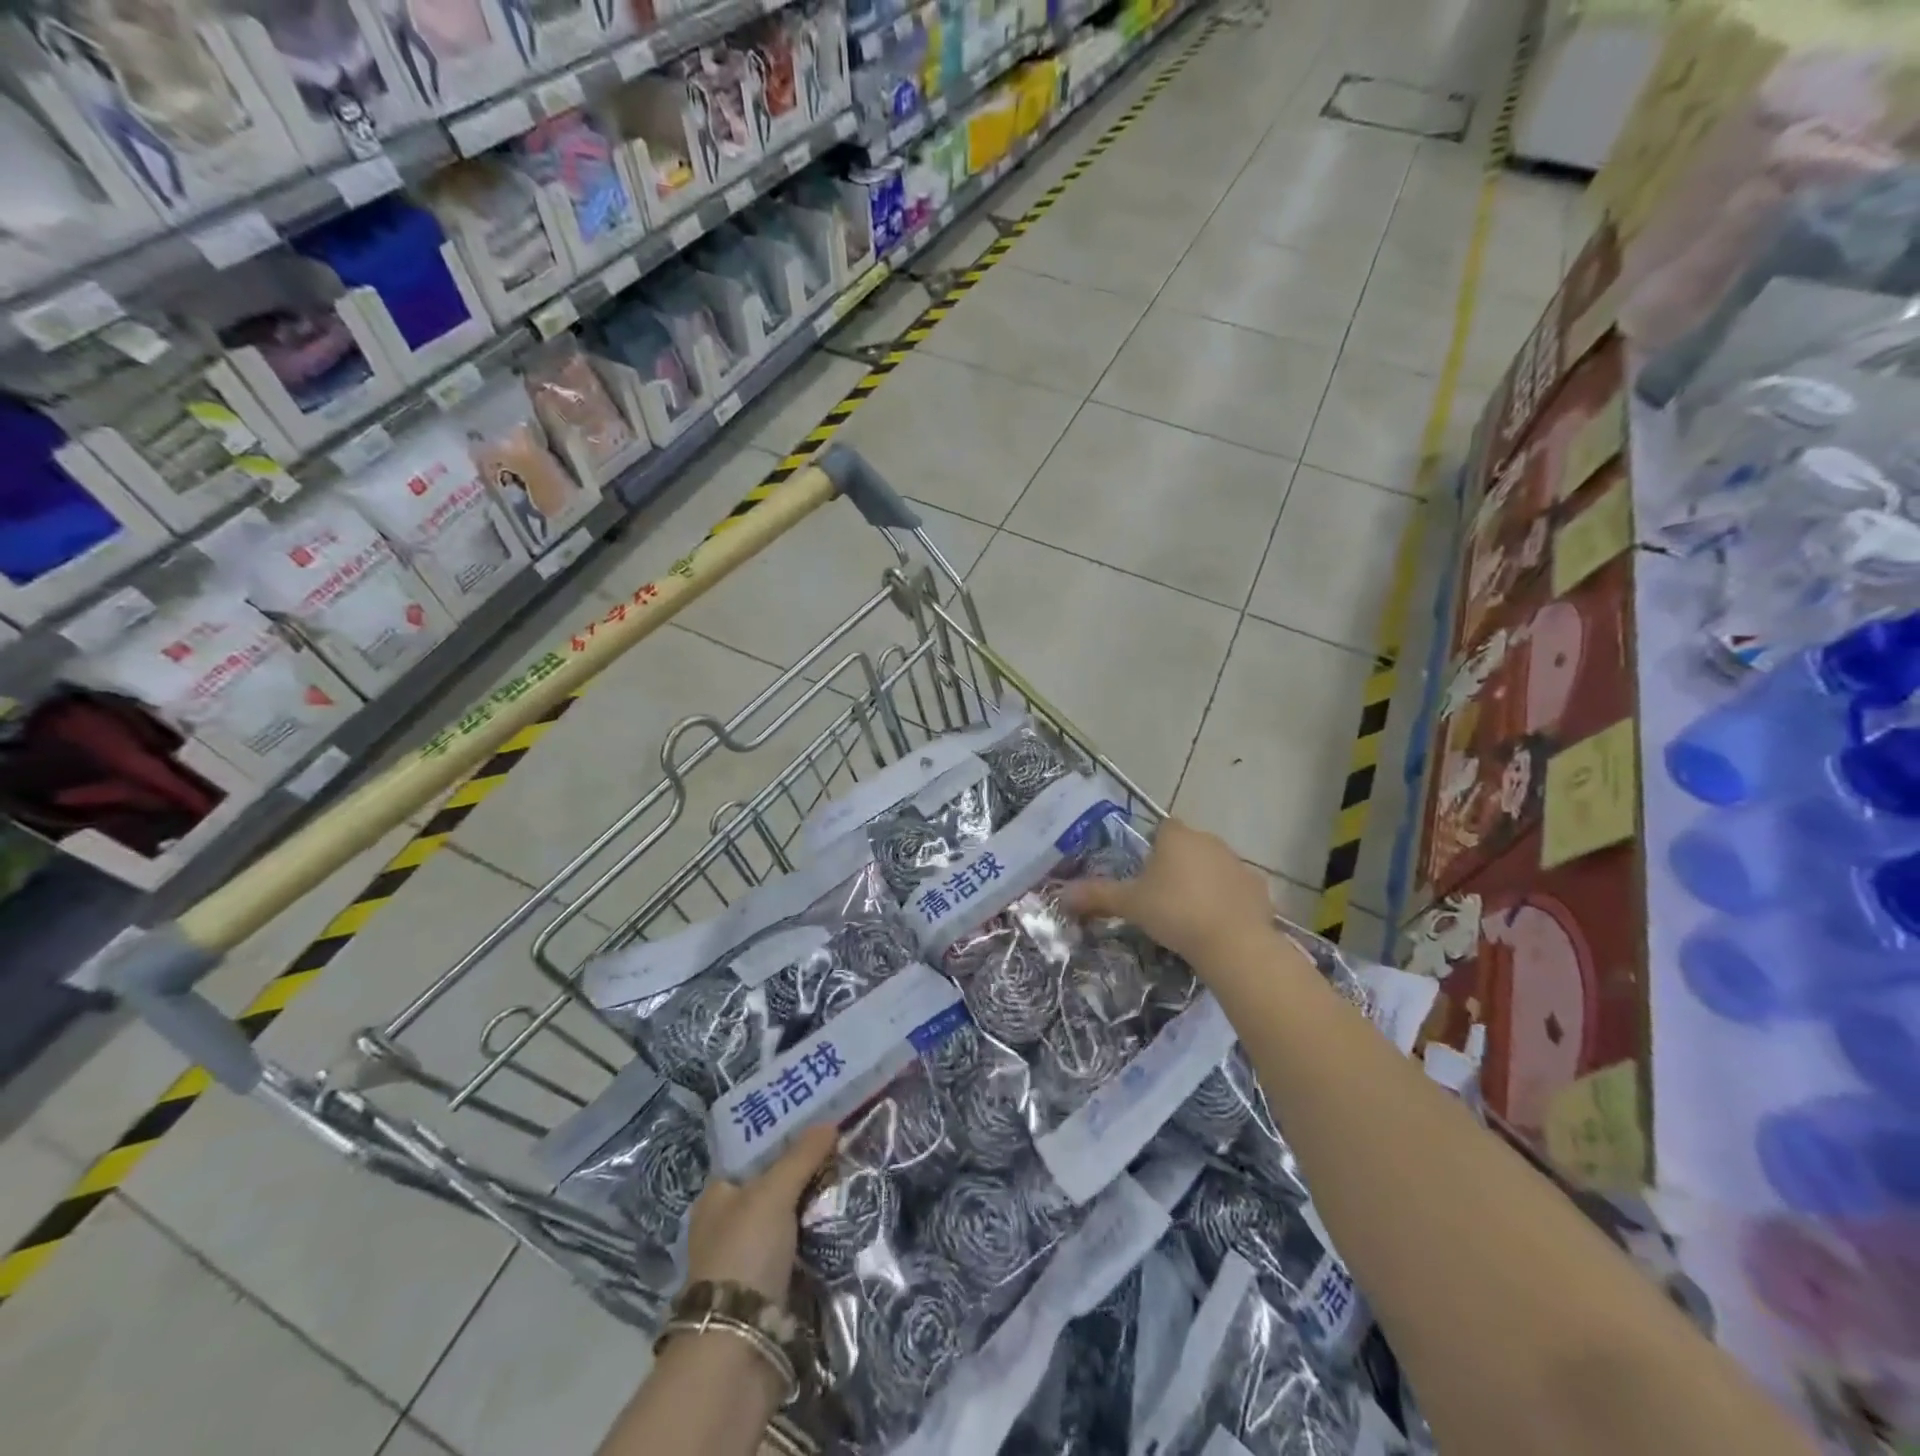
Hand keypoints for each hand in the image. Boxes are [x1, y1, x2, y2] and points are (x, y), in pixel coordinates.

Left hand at [684, 1123, 837, 1301]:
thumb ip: (801, 1156)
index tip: (818, 1124)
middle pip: (775, 1185)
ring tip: (851, 1180)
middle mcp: (729, 1223)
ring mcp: (749, 1257)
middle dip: (806, 1172)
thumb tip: (830, 1123)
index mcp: (717, 1196)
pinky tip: (844, 1221)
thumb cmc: (744, 1253)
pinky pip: (800, 1248)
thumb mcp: (773, 1193)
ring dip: (815, 1206)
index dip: (784, 1137)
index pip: (753, 1154)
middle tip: (842, 1150)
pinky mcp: (770, 1287)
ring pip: (790, 1218)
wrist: (739, 1345)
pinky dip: (818, 1238)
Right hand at [1060, 818, 1279, 973]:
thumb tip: (1061, 894)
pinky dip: (1227, 901)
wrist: (1233, 942)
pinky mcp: (1258, 887)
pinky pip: (1236, 888)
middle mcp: (1208, 840)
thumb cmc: (1174, 912)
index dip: (1153, 849)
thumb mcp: (1130, 904)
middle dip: (1177, 866)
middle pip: (1188, 846)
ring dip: (1203, 882)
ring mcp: (1237, 863)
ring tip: (1190, 915)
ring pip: (1213, 866)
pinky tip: (1218, 925)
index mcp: (1176, 836)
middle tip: (1163, 899)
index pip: (1162, 829)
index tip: (1146, 876)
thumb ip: (1097, 895)